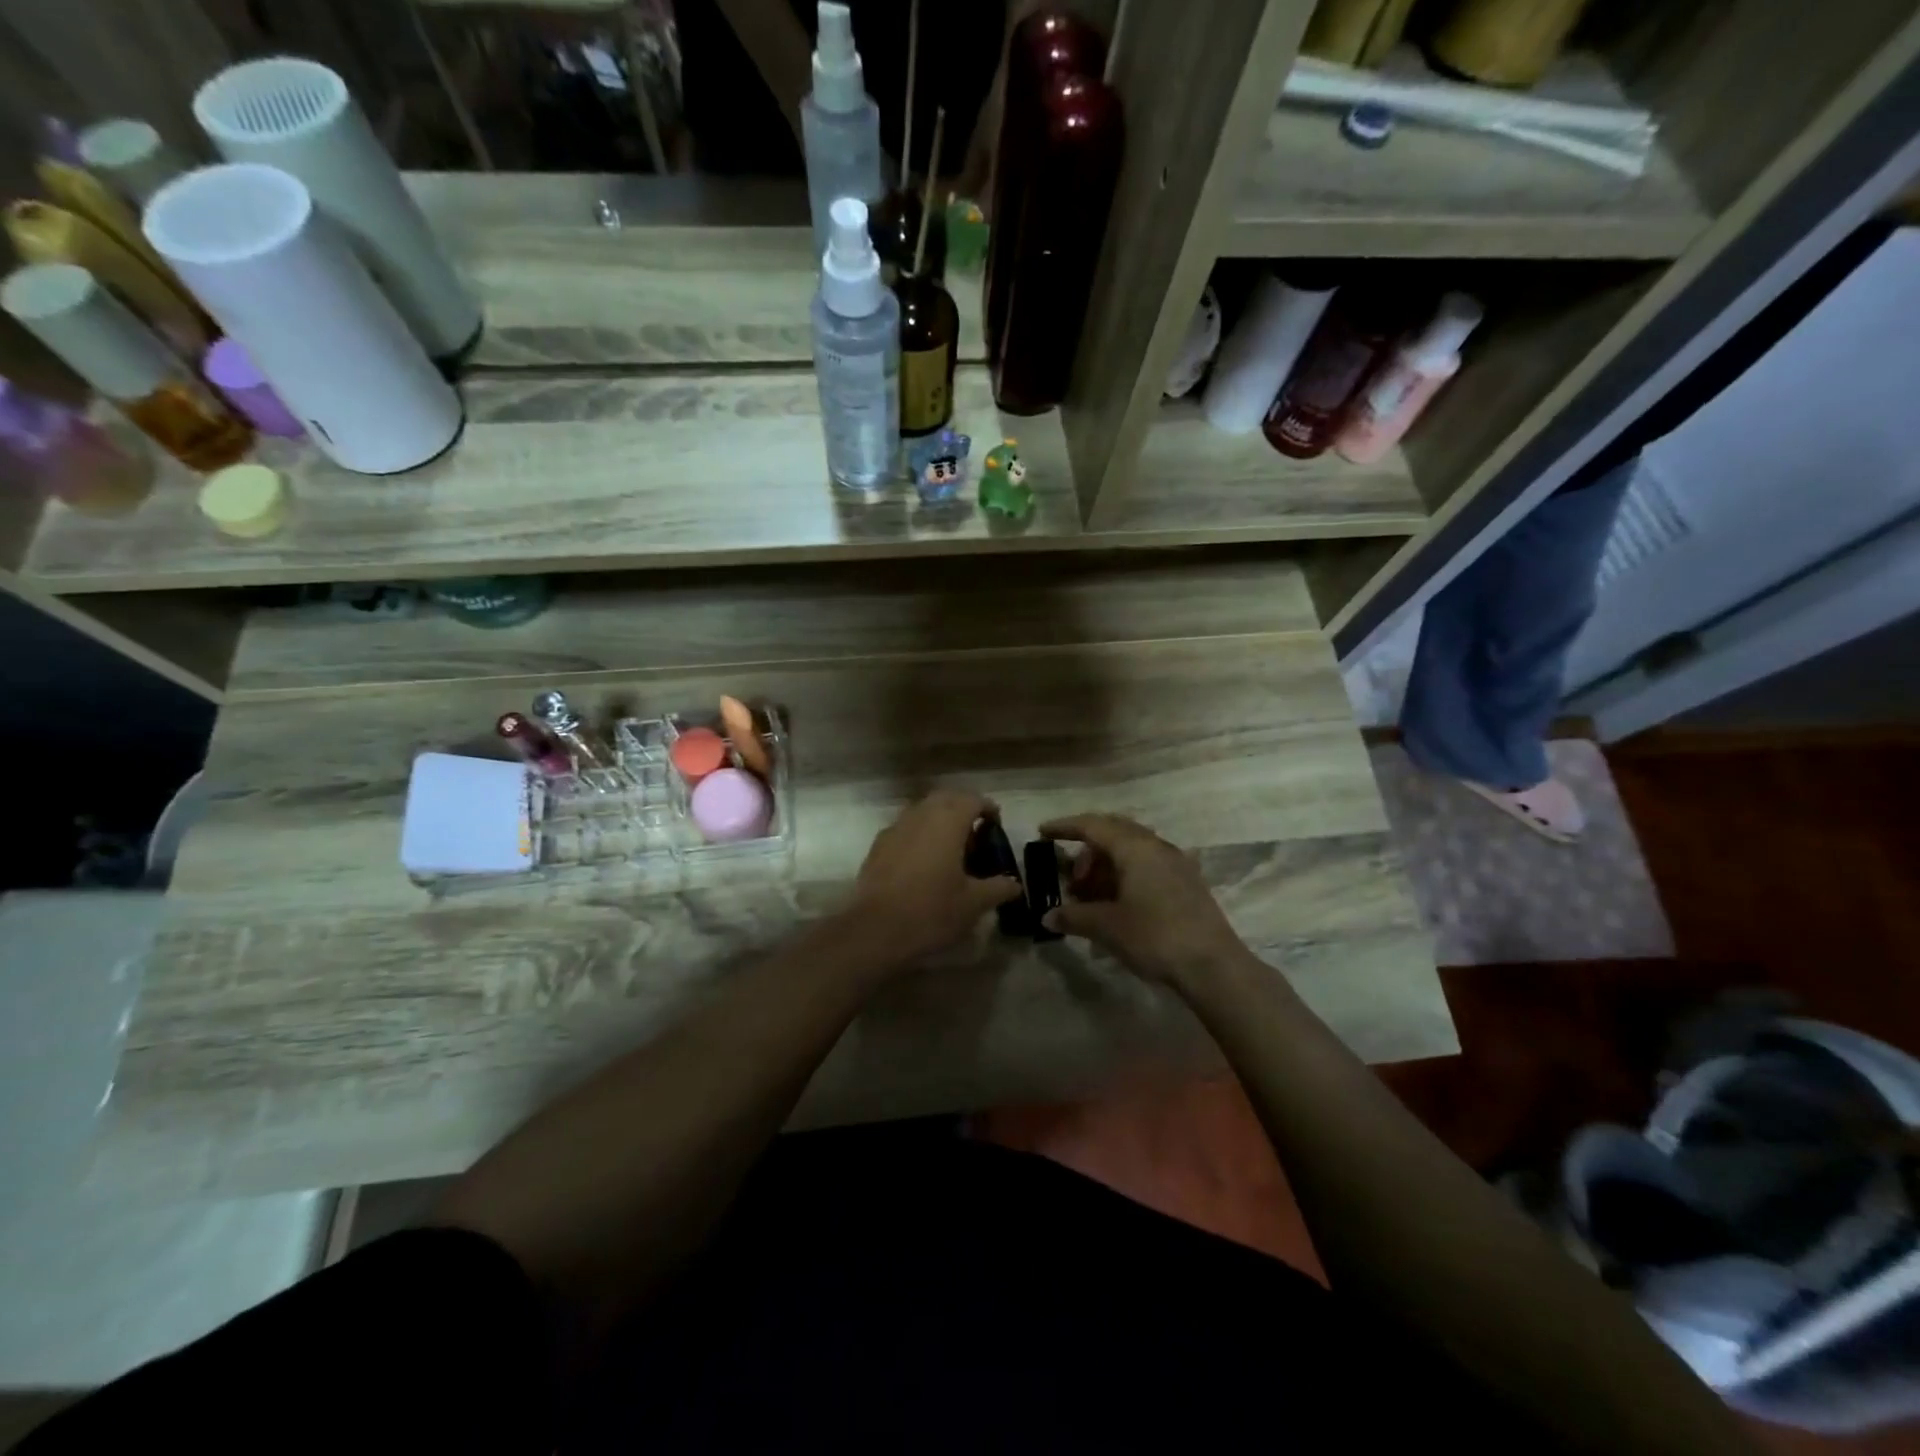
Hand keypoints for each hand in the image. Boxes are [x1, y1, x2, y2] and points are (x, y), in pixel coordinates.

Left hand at [846, 790, 1023, 967]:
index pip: (972, 800)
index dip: (987, 808)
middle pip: (945, 798)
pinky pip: (904, 829)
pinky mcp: (878, 846)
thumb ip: (998, 888)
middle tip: (976, 833)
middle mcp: (920, 815)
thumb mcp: (973, 903)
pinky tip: (923, 862)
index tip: (996, 825)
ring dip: (939, 820)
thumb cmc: (931, 911)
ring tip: (951, 847)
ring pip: (922, 811)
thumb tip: (1014, 884)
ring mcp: (895, 828)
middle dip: (962, 808)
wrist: (875, 930)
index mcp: (947, 822)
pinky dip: (919, 835)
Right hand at [1038, 813, 1252, 988]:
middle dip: (1087, 851)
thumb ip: (1074, 916)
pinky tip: (1118, 905)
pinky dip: (1126, 876)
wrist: (1213, 965)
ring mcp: (1176, 863)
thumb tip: (1048, 916)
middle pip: (1114, 833)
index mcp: (1135, 847)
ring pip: (1132, 851)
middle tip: (1072, 879)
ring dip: (1107, 867)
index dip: (1065, 827)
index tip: (1043, 832)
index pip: (1093, 825)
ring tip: (1092, 898)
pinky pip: (1147, 866)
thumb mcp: (1107, 927)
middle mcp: (1156, 846)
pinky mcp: (1187, 883)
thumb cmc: (1155, 936)